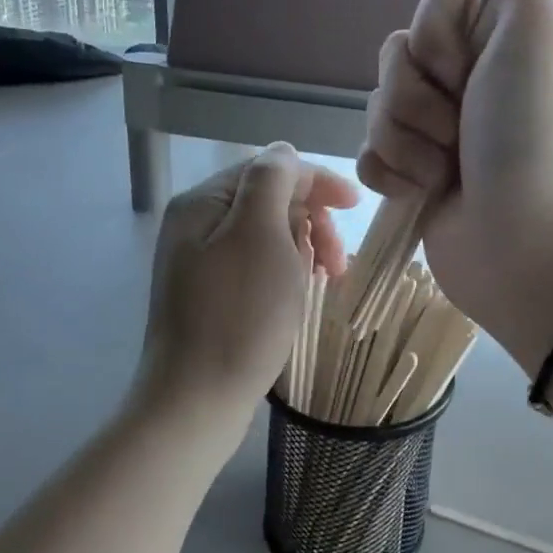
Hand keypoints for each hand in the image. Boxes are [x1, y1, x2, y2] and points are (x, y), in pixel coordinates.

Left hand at [140, 143, 357, 418]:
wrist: (195, 400)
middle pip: (270, 203)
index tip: (357, 206)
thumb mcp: (260, 235)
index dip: (317, 183)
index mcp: (204, 202)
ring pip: (268, 237)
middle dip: (311, 223)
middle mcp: (196, 225)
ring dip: (303, 250)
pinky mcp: (211, 297)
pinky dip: (285, 273)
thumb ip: (272, 182)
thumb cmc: (238, 316)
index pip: (271, 170)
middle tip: (337, 265)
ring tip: (322, 282)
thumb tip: (284, 152)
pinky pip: (258, 267)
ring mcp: (201, 263)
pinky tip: (298, 296)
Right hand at [358, 0, 552, 368]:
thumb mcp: (545, 28)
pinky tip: (422, 195)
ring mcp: (442, 134)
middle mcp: (473, 82)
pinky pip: (369, 153)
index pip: (436, 1)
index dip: (441, 38)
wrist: (529, 249)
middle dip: (418, 96)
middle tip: (462, 132)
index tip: (473, 73)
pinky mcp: (415, 178)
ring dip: (406, 140)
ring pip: (378, 105)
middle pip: (398, 53)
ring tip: (445, 174)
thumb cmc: (539, 138)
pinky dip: (391, 174)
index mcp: (506, 41)